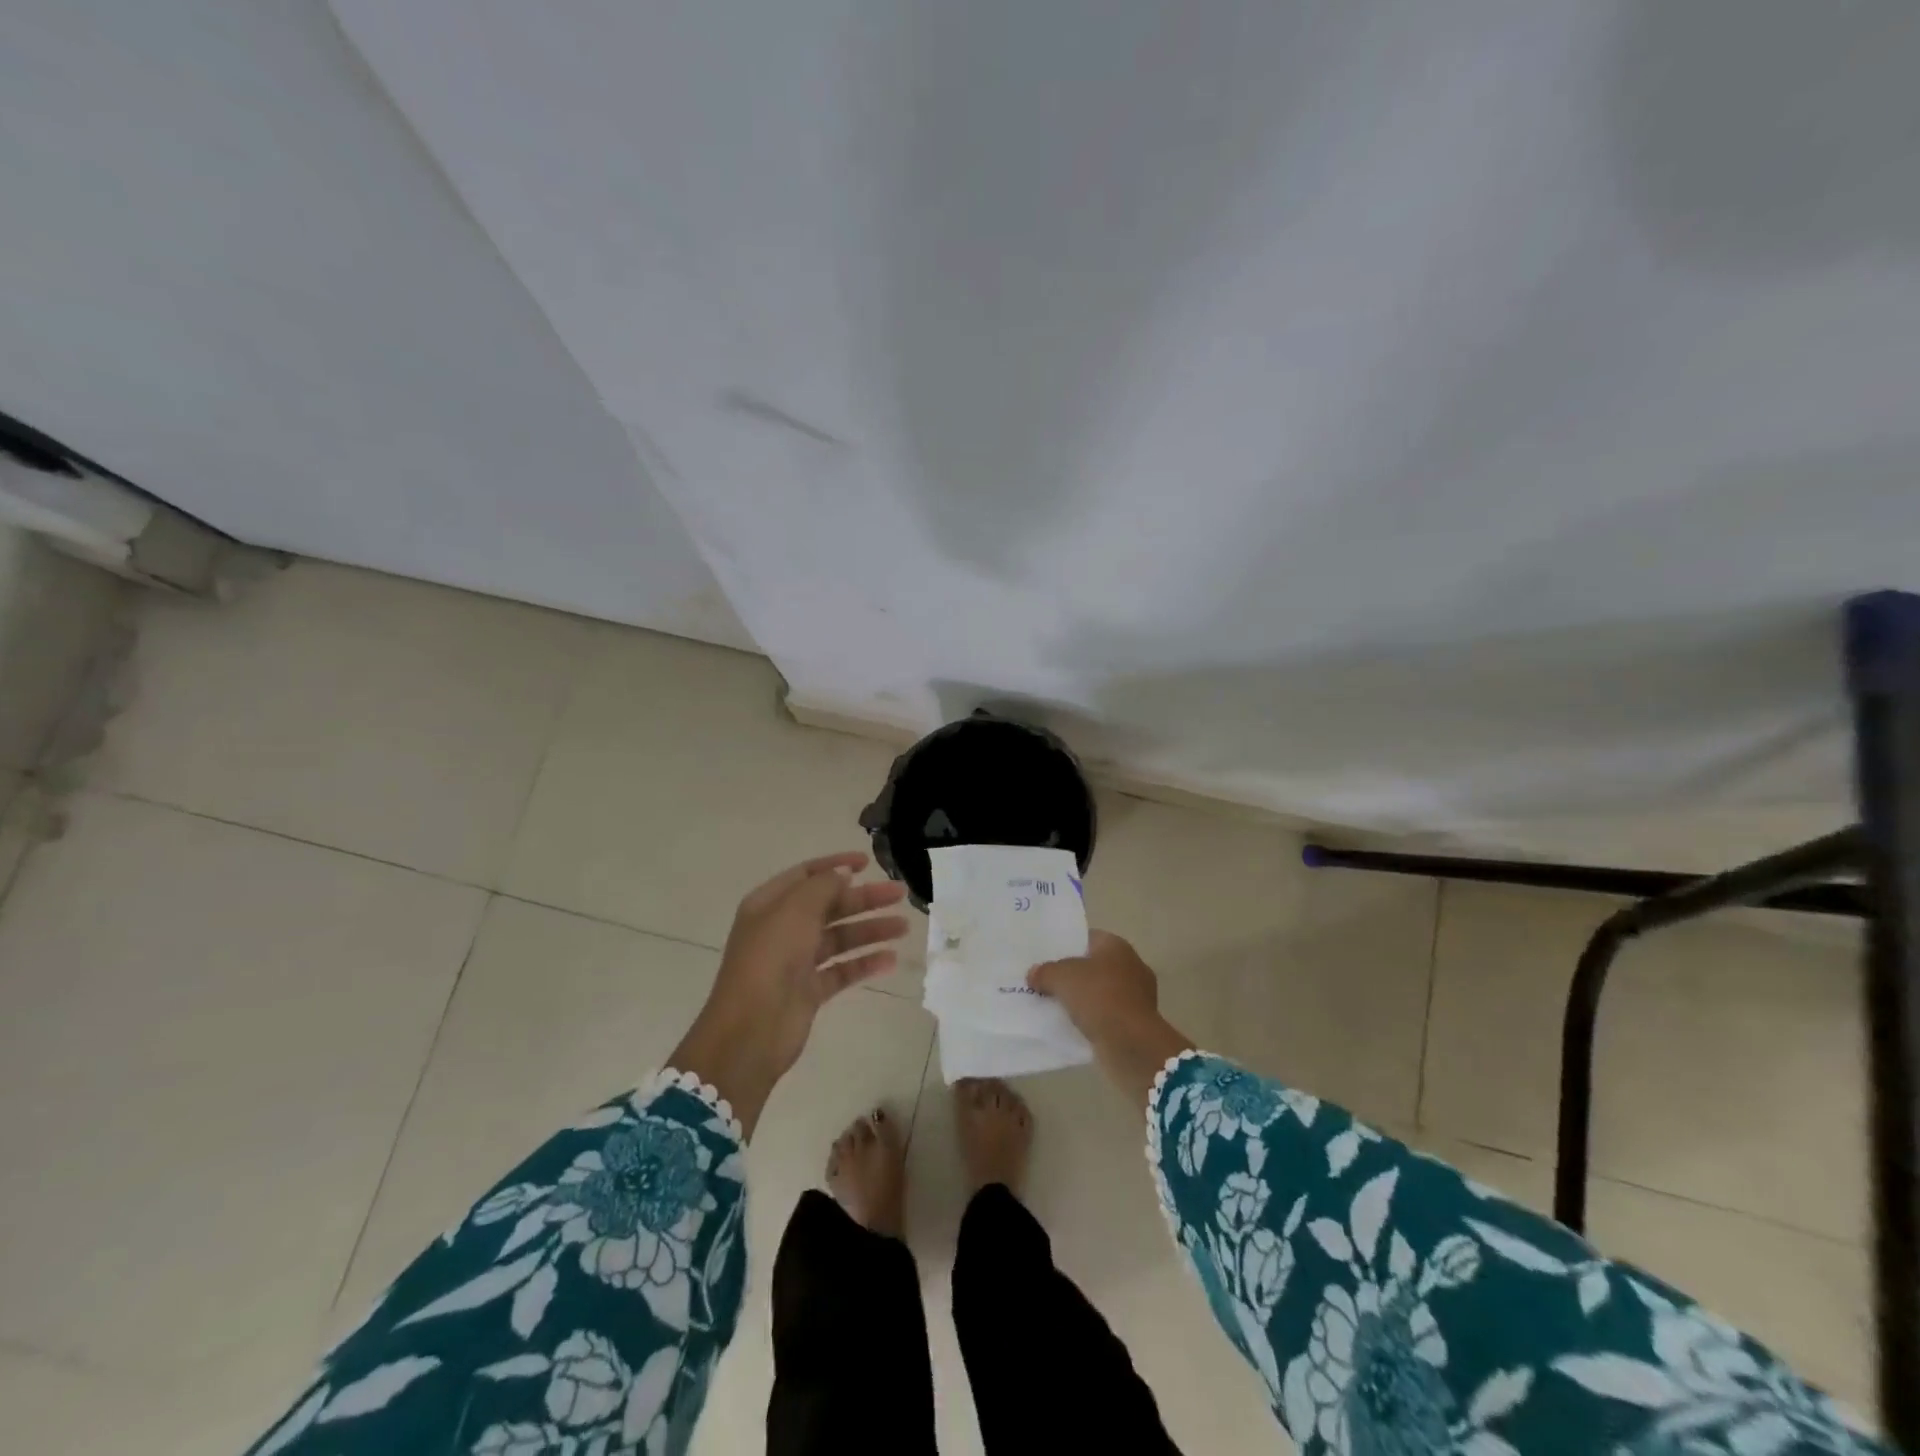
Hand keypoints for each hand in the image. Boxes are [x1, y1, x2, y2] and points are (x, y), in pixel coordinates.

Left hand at [670, 852, 908, 1135]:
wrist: (751, 1031)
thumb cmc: (770, 959)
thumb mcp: (795, 911)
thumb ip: (823, 886)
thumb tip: (843, 874)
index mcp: (770, 904)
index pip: (806, 875)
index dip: (836, 865)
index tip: (868, 862)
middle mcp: (782, 929)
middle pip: (829, 906)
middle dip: (864, 898)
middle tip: (899, 894)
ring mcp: (796, 961)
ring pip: (839, 938)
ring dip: (870, 929)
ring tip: (903, 927)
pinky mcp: (809, 991)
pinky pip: (842, 970)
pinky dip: (864, 963)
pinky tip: (890, 959)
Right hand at [1028, 930, 1161, 1042]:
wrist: (1132, 1043)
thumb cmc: (1099, 997)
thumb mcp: (1061, 977)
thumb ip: (1045, 971)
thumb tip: (1034, 973)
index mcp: (1116, 946)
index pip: (1087, 938)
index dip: (1066, 945)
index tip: (1045, 957)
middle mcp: (1131, 965)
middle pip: (1093, 965)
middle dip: (1072, 974)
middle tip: (1045, 981)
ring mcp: (1137, 995)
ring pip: (1100, 992)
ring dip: (1082, 999)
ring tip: (1054, 1005)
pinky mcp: (1136, 1022)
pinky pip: (1107, 1014)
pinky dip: (1092, 1019)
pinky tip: (1072, 1025)